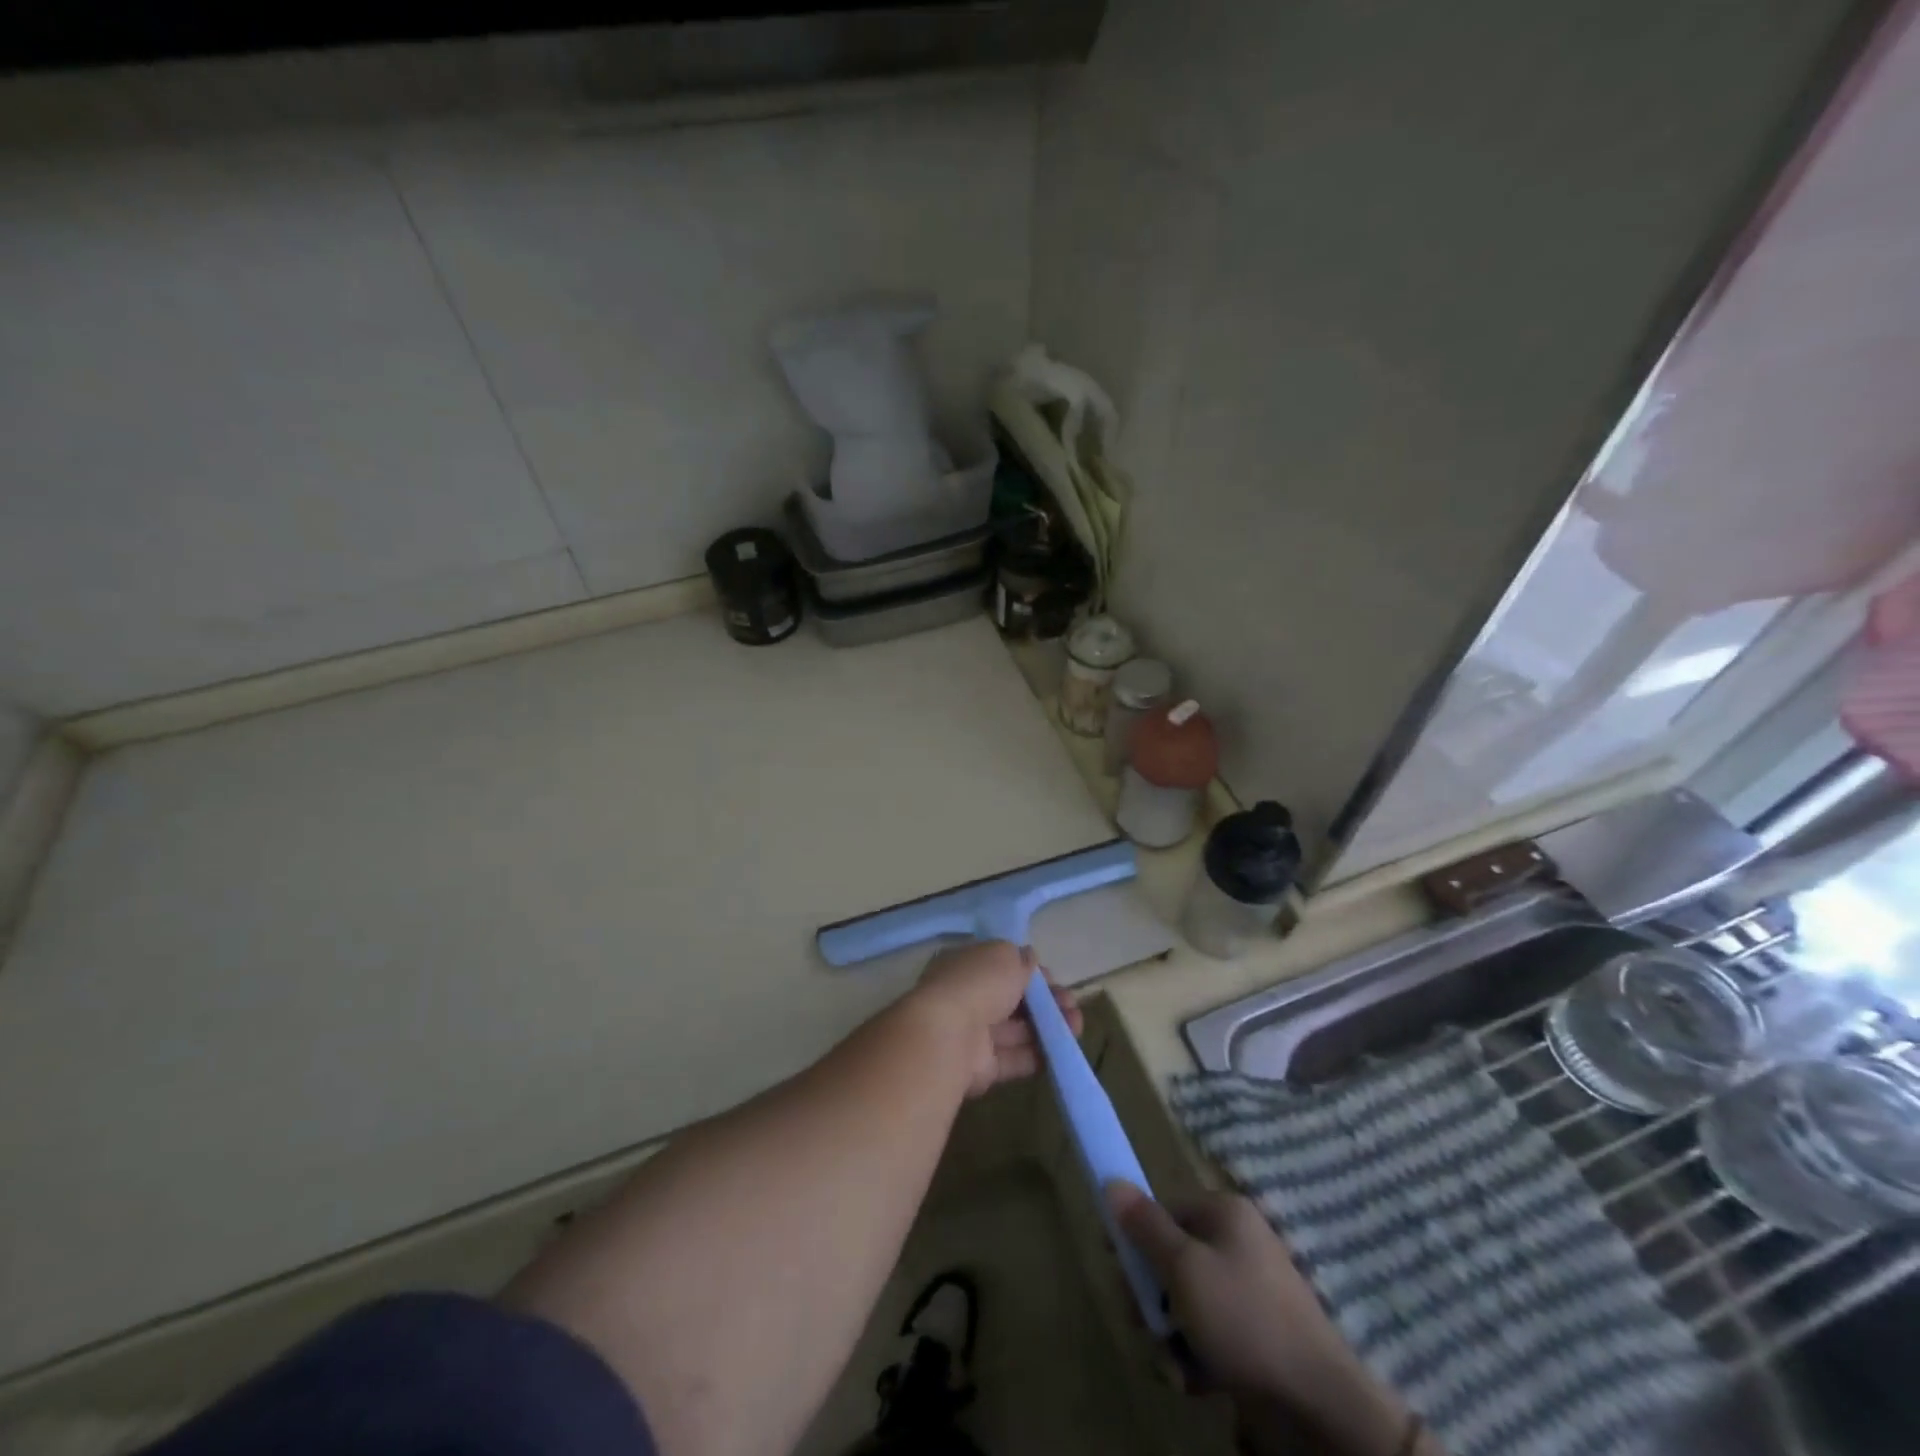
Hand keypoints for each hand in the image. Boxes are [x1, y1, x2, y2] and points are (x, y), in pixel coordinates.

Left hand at [907, 940, 1081, 1097]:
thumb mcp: (1004, 956)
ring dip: (1048, 1027)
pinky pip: (1014, 1058)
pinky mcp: (981, 1067)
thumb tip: (1029, 959)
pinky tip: (1063, 1051)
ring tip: (1076, 1026)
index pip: (1001, 966)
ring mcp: (972, 1034)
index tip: (1053, 979)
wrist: (949, 1037)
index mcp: (965, 965)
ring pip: (1017, 1029)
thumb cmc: (978, 983)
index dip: (1029, 972)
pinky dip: (1038, 1055)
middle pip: (1012, 999)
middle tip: (1072, 1005)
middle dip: (1045, 1001)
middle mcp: (966, 997)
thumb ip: (1021, 959)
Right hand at [1108, 1184, 1419, 1455]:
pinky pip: (1209, 1333)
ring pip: (1187, 1301)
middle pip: (1172, 1257)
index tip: (1118, 1270)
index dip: (1136, 1238)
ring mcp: (1249, 1290)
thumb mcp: (1183, 1268)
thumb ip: (1144, 1226)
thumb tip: (1111, 1181)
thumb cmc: (1243, 1318)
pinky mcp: (1256, 1334)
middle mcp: (1238, 1242)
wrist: (1318, 1402)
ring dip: (1171, 1335)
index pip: (1164, 1210)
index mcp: (1225, 1213)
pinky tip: (1195, 1381)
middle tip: (1145, 1326)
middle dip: (1153, 1298)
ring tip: (1174, 1365)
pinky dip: (1196, 1356)